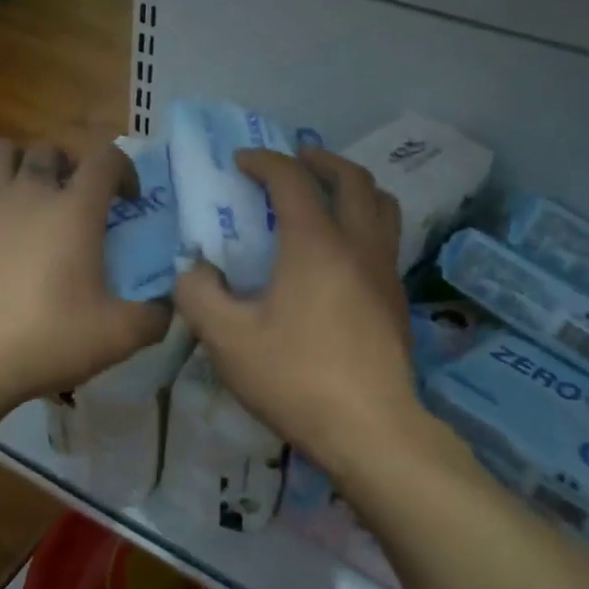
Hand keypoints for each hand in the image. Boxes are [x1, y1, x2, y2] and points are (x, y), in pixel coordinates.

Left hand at [0, 136, 168, 413]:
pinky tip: (0, 226)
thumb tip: (170, 306)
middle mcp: (31, 192)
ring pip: (4, 151)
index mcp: (75, 210)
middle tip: (80, 201)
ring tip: (35, 198)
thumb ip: (155, 317)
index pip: (105, 157)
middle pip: (52, 149)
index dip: (124, 169)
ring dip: (25, 164)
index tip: (129, 200)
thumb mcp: (118, 336)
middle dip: (73, 166)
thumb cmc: (47, 338)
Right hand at [172, 146, 419, 474]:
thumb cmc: (295, 378)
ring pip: (381, 205)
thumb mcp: (227, 340)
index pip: (291, 179)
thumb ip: (198, 295)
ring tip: (327, 194)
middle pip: (352, 178)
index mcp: (316, 243)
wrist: (370, 429)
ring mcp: (385, 270)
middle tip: (295, 158)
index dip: (264, 161)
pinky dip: (364, 222)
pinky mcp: (397, 298)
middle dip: (321, 159)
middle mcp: (358, 244)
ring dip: (352, 186)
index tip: (240, 162)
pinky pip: (385, 238)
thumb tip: (192, 269)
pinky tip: (341, 252)